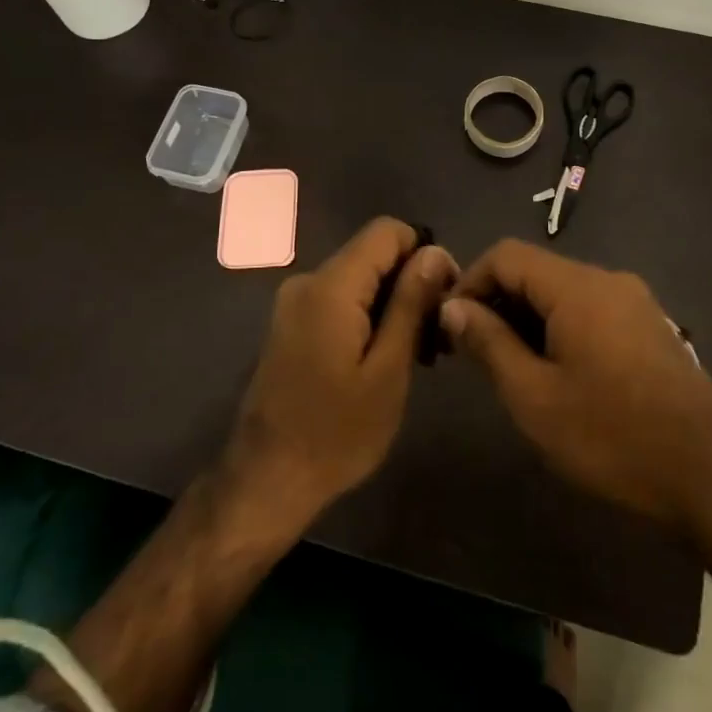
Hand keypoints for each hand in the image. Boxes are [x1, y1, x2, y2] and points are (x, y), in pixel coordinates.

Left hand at [225, 218, 456, 532]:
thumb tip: (435, 252)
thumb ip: (411, 304)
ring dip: (393, 304)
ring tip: (418, 356)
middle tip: (436, 339)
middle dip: (411, 284)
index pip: (387, 231)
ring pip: (359, 279)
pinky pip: (340, 300)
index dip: (424, 253)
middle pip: (373, 254)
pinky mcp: (292, 324)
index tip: (445, 298)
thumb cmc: (337, 433)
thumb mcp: (388, 370)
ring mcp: (295, 303)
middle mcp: (308, 282)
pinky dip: (369, 317)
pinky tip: (385, 359)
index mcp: (331, 287)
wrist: (266, 480)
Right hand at [442, 241, 711, 532]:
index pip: (507, 255)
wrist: (709, 476)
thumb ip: (489, 343)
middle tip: (471, 351)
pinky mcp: (650, 327)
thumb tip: (453, 307)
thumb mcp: (534, 396)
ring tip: (507, 366)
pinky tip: (554, 372)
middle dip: (497, 302)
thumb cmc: (611, 436)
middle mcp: (609, 281)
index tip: (449, 324)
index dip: (470, 281)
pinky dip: (560, 327)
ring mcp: (635, 303)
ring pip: (564, 292)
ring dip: (528, 318)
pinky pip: (591, 310)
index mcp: (578, 287)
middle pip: (536, 271)